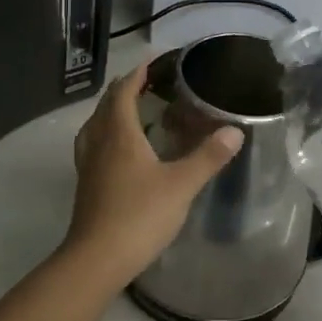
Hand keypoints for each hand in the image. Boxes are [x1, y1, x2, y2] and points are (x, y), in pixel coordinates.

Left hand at [62, 61, 243, 287]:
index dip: (137, 74)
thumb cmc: (139, 215)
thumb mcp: (181, 185)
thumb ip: (208, 156)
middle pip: (106, 106)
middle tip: (147, 83)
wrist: (97, 259)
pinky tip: (118, 151)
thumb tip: (235, 130)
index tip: (153, 61)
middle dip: (124, 89)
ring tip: (130, 111)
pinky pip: (92, 145)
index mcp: (119, 134)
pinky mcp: (85, 185)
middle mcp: (98, 143)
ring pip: (95, 126)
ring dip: (111, 111)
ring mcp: (87, 165)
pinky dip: (106, 135)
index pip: (124, 92)